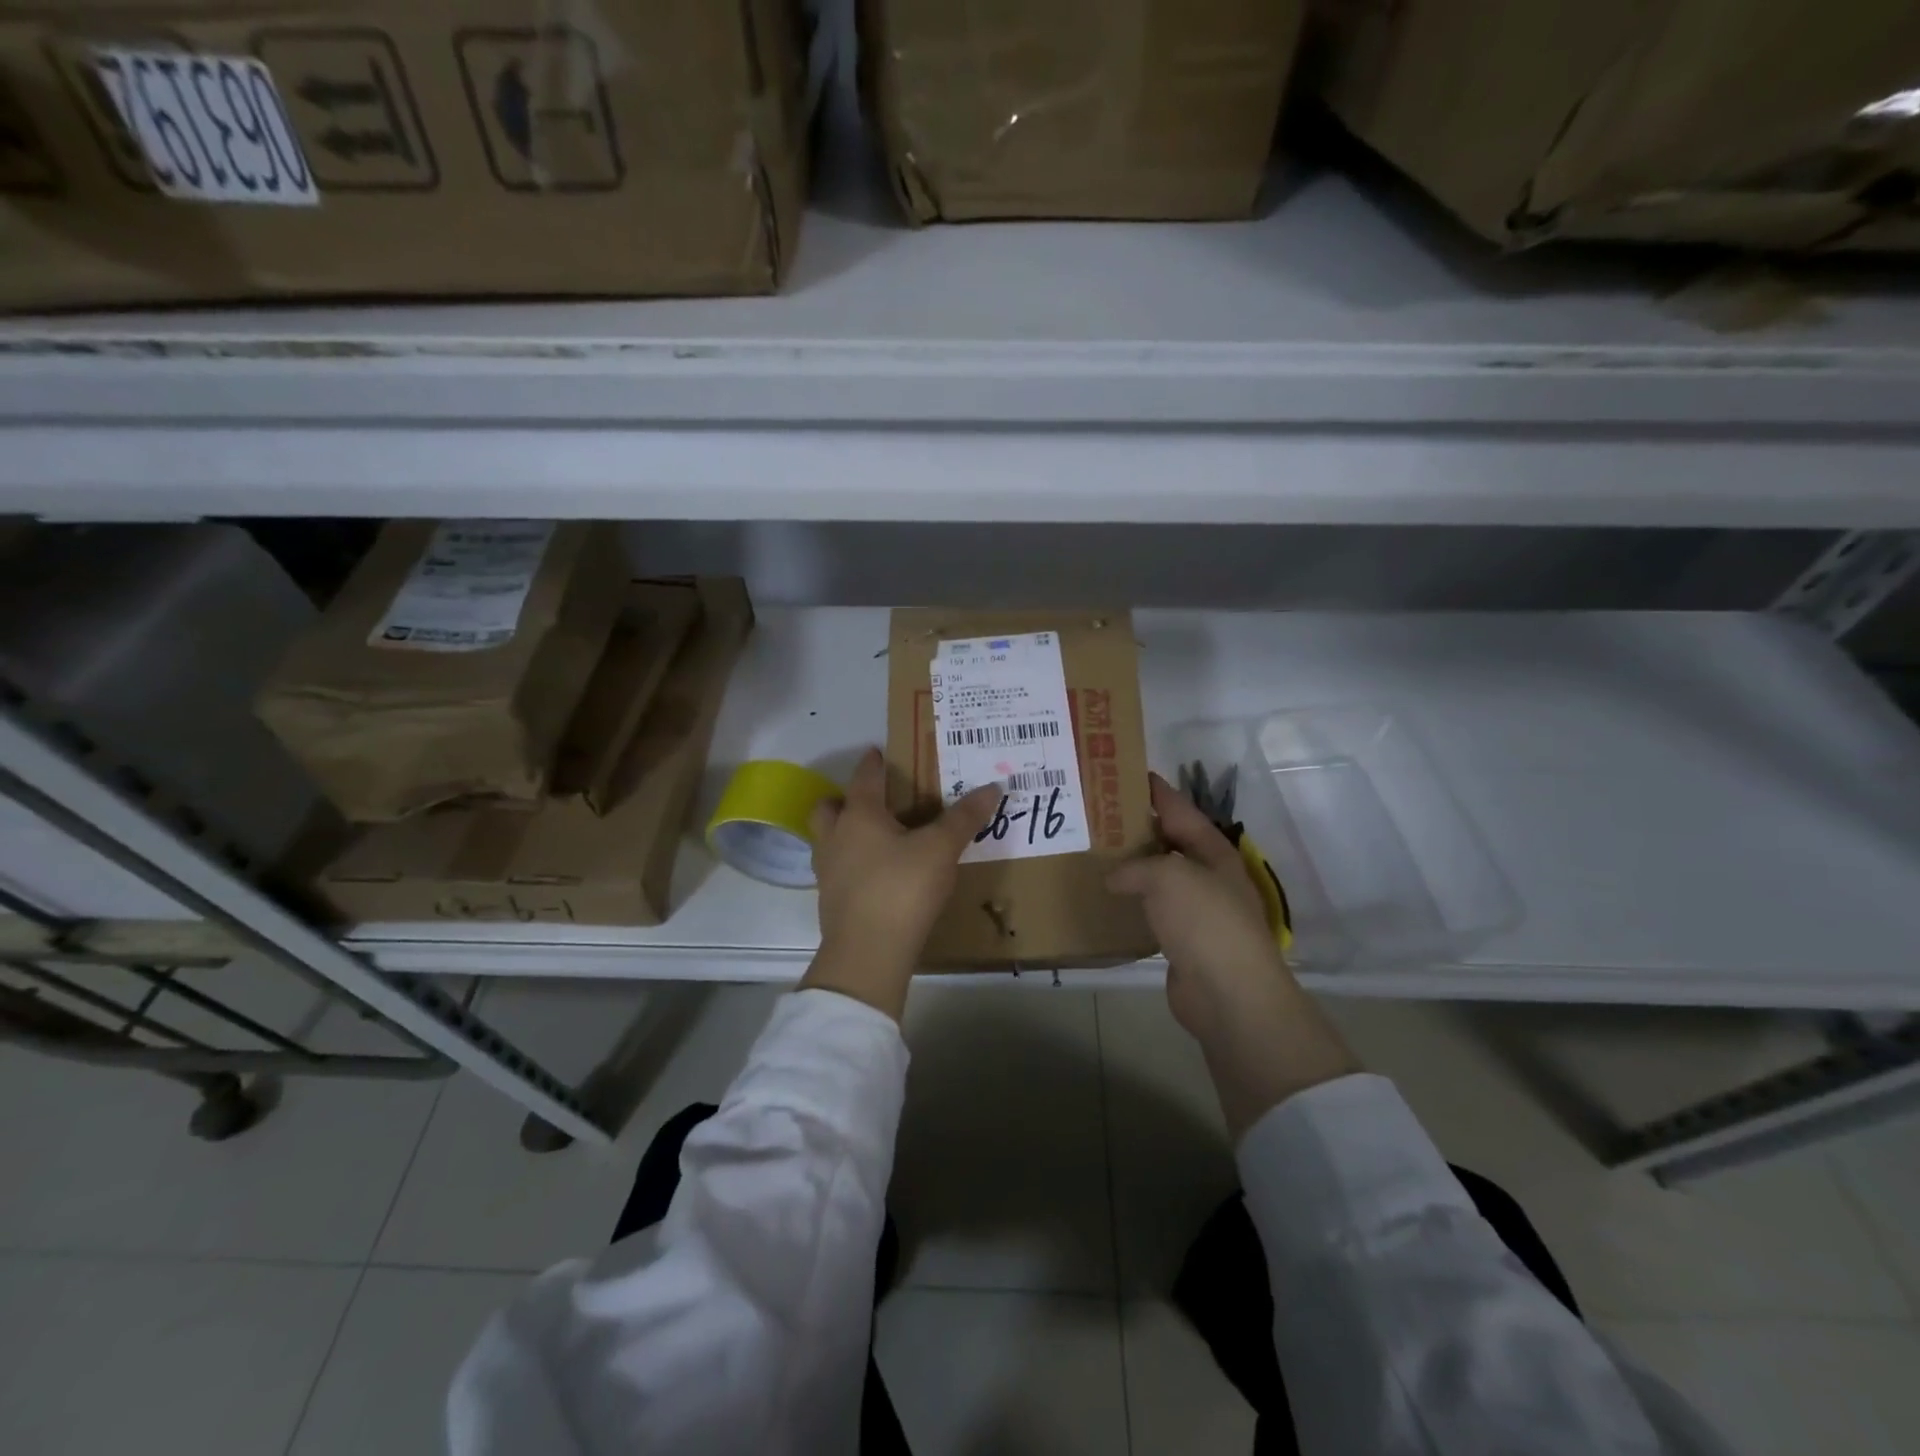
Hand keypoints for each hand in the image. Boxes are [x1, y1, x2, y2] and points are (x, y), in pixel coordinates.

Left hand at [800, 747, 1000, 1019]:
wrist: (868, 952)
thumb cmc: (902, 888)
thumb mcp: (940, 850)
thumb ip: (964, 818)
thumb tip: (993, 786)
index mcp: (859, 816)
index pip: (864, 779)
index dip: (872, 764)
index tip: (877, 753)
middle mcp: (835, 837)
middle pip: (829, 808)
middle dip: (844, 799)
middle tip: (870, 801)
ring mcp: (827, 871)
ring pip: (827, 839)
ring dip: (843, 832)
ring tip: (871, 837)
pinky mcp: (830, 901)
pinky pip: (836, 869)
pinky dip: (850, 863)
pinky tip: (873, 874)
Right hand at [1109, 771, 1360, 1136]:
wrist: (1229, 994)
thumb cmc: (1205, 921)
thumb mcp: (1168, 877)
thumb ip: (1136, 867)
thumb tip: (1114, 877)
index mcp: (1212, 850)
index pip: (1179, 808)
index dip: (1154, 789)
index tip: (1124, 772)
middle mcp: (1207, 874)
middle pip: (1167, 841)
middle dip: (1136, 826)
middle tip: (1096, 814)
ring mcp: (1197, 909)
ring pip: (1158, 876)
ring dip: (1131, 866)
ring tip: (1093, 852)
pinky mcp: (1182, 940)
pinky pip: (1152, 910)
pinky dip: (1131, 902)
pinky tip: (1106, 899)